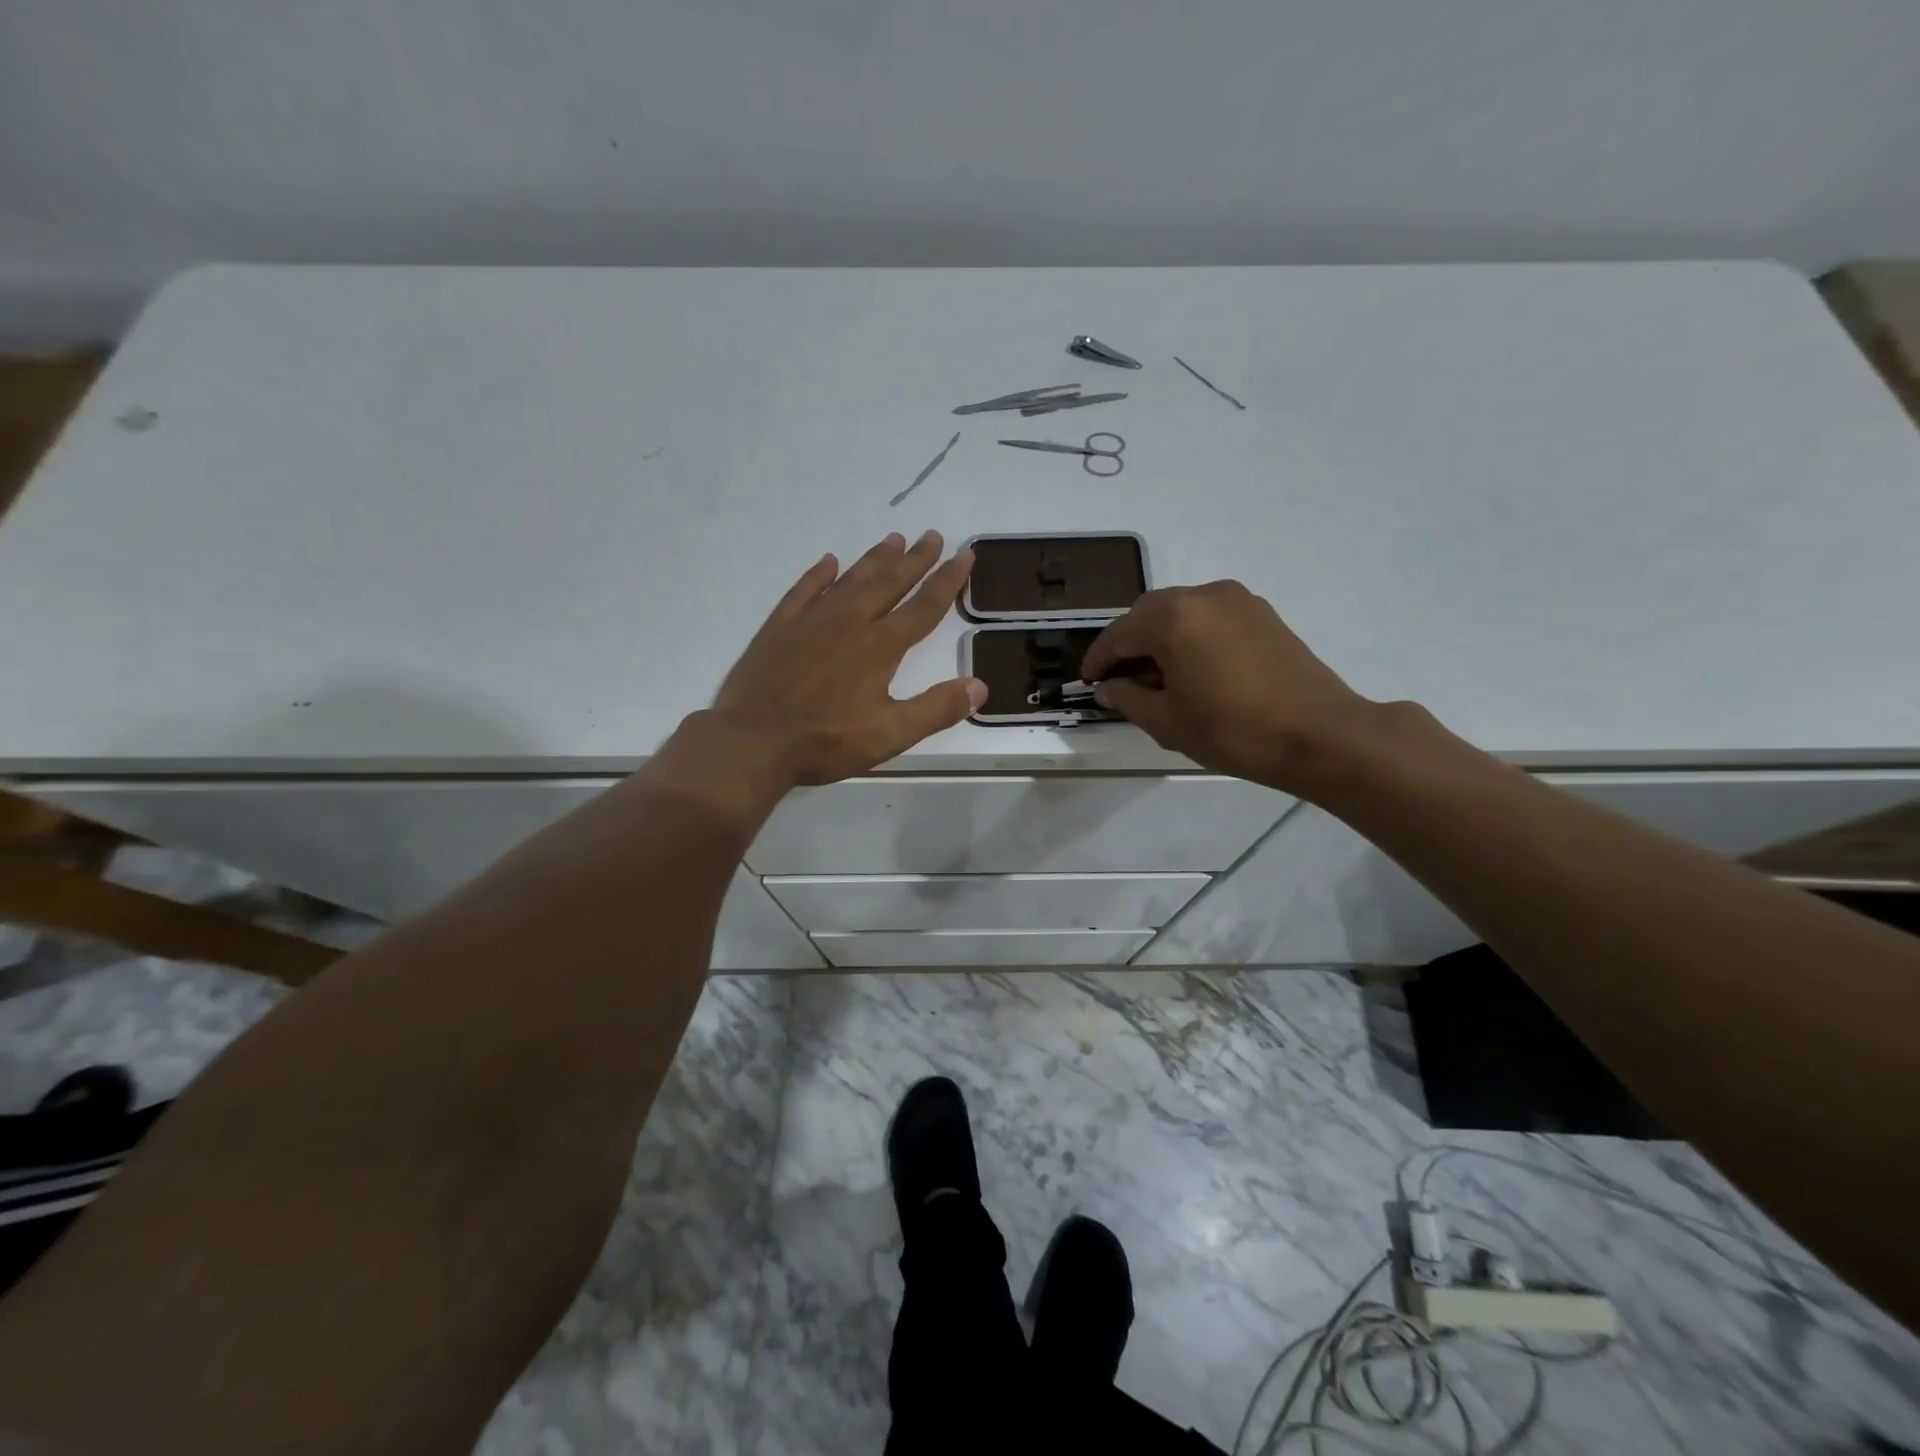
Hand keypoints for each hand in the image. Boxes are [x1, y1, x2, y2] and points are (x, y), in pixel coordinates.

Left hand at [704, 532, 986, 786]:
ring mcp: (811, 621)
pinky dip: (819, 574)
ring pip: (850, 579)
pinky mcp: (780, 627)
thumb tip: (979, 687)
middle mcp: (849, 622)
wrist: (752, 741)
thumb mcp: (890, 735)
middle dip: (914, 559)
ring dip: (874, 559)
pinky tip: (828, 562)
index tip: (965, 555)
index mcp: (879, 647)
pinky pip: (804, 590)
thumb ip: (936, 710)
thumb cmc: (825, 741)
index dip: (947, 581)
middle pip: (889, 583)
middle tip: (932, 535)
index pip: (923, 607)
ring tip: (893, 539)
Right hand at [1081, 581, 1375, 792]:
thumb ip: (1128, 698)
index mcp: (1172, 617)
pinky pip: (1210, 618)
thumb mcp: (1167, 721)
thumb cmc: (1232, 730)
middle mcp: (1202, 595)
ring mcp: (1237, 600)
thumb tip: (1109, 687)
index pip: (1119, 635)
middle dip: (1129, 645)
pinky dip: (1191, 637)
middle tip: (1121, 682)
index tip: (1088, 682)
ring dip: (1161, 639)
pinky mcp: (1262, 613)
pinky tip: (1194, 670)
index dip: (1098, 660)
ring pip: (1180, 613)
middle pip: (1148, 615)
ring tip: (1158, 679)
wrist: (1319, 735)